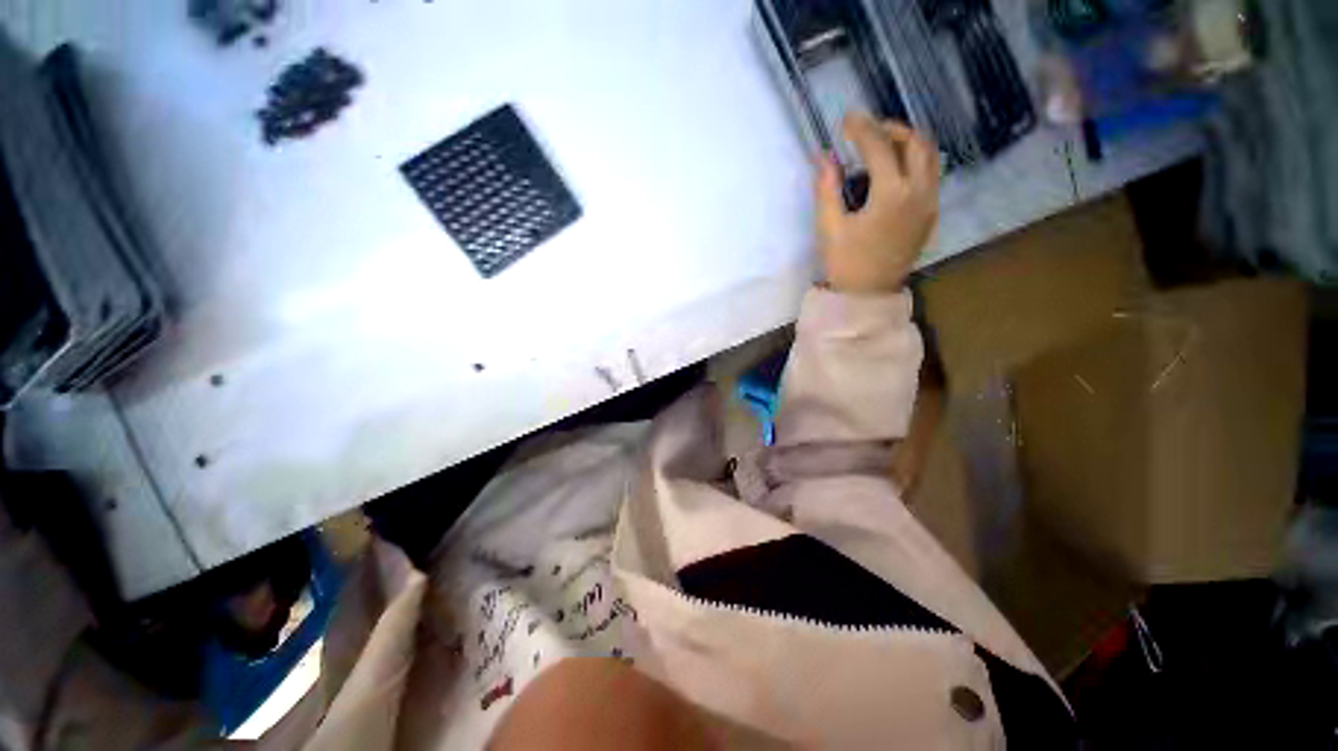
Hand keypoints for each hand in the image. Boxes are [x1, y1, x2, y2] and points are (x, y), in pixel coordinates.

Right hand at [815, 114, 939, 293]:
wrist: (868, 295)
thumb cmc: (845, 263)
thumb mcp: (829, 227)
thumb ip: (827, 188)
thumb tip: (824, 156)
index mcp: (892, 194)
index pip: (879, 147)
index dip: (862, 129)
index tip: (847, 119)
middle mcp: (919, 192)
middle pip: (915, 142)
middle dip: (890, 129)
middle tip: (866, 132)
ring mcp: (929, 203)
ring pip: (929, 156)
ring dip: (907, 142)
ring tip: (881, 146)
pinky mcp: (930, 214)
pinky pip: (930, 175)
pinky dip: (913, 162)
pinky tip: (892, 172)